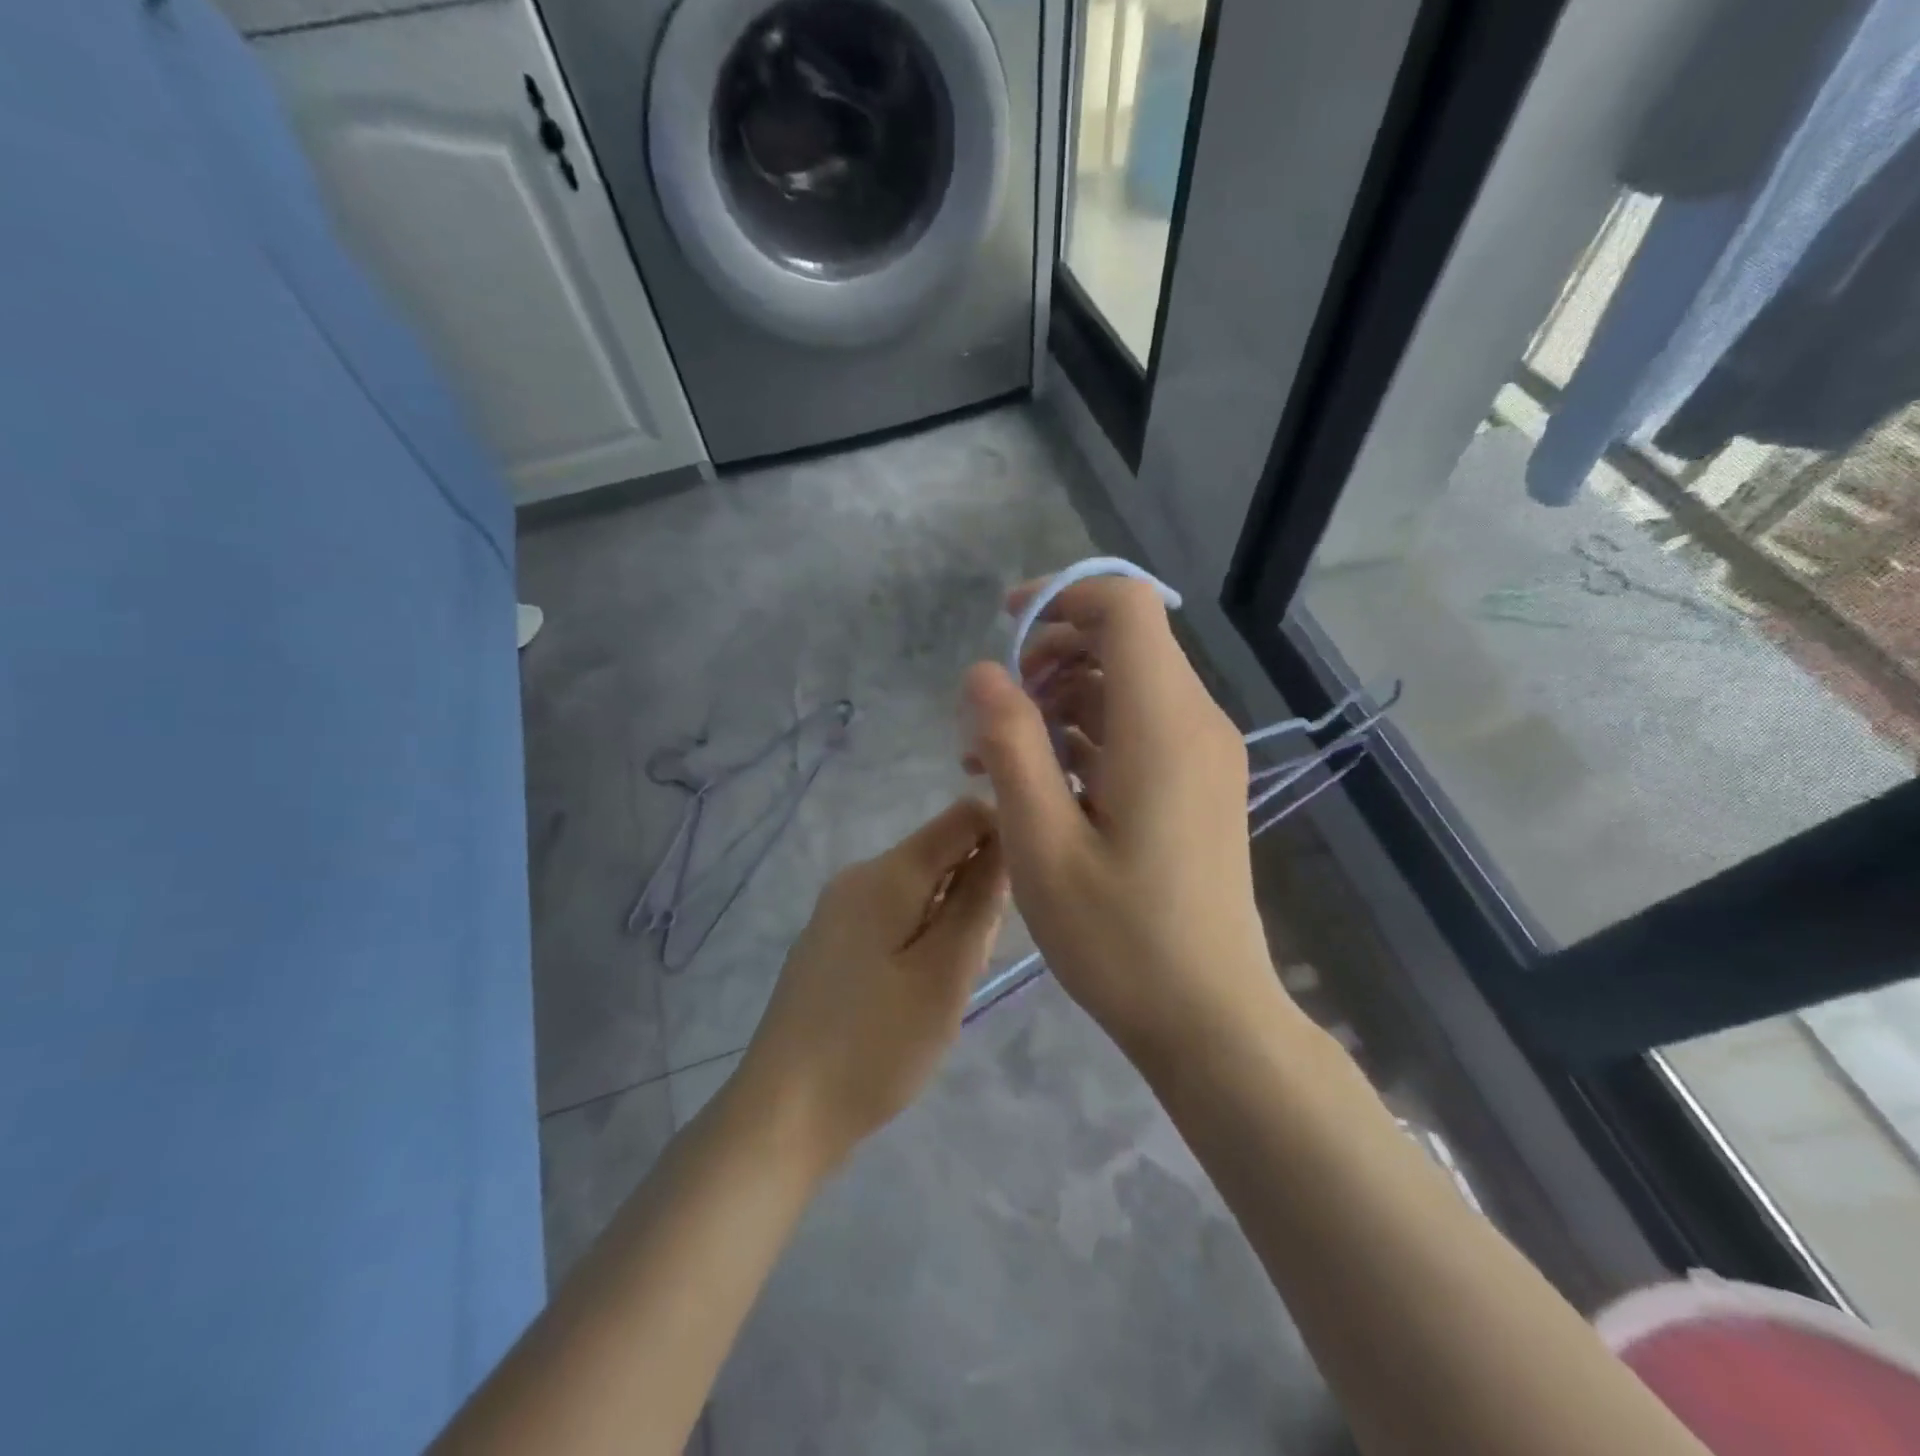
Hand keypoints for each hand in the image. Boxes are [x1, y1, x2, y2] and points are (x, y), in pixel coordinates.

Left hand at [738, 799, 1007, 1169]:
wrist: (783, 1112)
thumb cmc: (876, 1044)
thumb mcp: (945, 974)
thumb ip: (979, 902)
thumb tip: (1005, 841)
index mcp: (887, 872)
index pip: (963, 817)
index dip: (1003, 839)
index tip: (1019, 897)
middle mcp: (859, 875)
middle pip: (942, 854)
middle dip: (974, 895)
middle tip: (970, 966)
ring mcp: (839, 908)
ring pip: (921, 889)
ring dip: (949, 924)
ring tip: (942, 988)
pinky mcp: (832, 940)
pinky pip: (894, 916)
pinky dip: (920, 940)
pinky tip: (914, 993)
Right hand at [960, 576, 1284, 1063]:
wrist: (1209, 1016)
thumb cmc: (1119, 938)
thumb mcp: (1042, 843)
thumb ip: (1009, 746)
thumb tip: (981, 673)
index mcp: (1162, 723)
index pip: (1125, 605)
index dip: (1060, 596)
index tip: (1004, 632)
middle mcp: (1195, 722)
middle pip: (1124, 639)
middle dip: (1049, 653)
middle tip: (993, 711)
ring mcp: (1203, 754)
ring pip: (1127, 684)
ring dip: (1060, 698)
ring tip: (997, 756)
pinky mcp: (1198, 783)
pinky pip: (1139, 727)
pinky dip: (1087, 733)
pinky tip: (1041, 781)